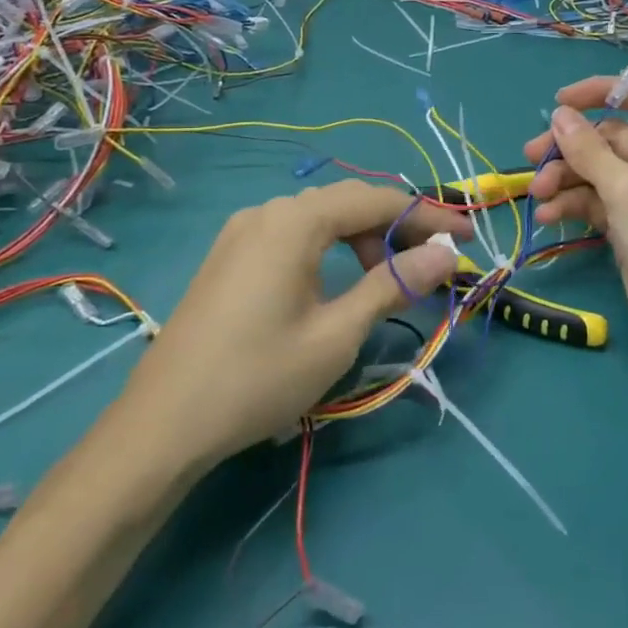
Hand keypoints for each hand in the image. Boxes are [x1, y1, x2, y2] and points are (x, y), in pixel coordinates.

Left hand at [121, 180, 468, 466]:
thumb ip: (393, 284)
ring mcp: (243, 232)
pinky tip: (341, 281)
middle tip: (435, 261)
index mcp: (294, 221)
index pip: (377, 200)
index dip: (427, 216)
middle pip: (348, 203)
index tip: (466, 238)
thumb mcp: (337, 333)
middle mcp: (267, 212)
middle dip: (397, 226)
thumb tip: (445, 254)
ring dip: (363, 240)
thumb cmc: (258, 377)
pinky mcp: (230, 257)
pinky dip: (330, 249)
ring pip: (320, 220)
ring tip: (390, 280)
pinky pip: (294, 236)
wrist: (161, 426)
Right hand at [523, 76, 627, 384]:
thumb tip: (560, 114)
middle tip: (530, 157)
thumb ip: (589, 150)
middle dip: (570, 147)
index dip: (599, 92)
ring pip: (599, 172)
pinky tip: (547, 218)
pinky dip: (574, 206)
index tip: (558, 104)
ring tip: (536, 197)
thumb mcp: (627, 191)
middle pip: (611, 138)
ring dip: (565, 180)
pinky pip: (598, 203)